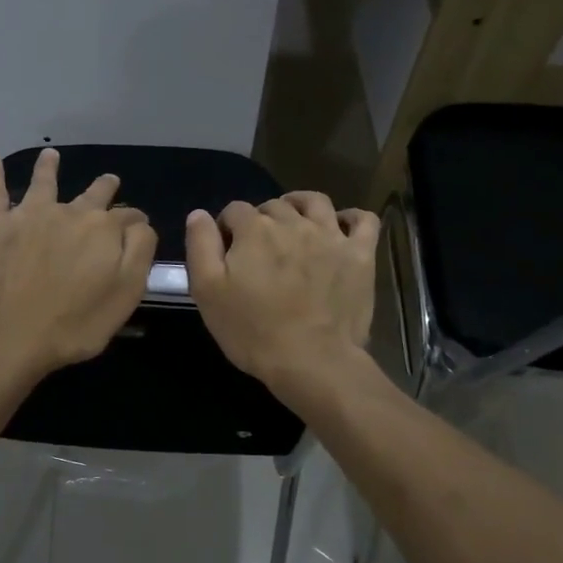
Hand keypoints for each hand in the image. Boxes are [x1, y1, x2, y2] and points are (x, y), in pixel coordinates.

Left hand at [0, 148, 156, 379]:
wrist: (12, 336)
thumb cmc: (76, 323)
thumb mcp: (127, 293)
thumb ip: (139, 252)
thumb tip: (140, 223)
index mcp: (102, 229)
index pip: (127, 216)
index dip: (134, 221)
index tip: (137, 227)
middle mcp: (67, 212)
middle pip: (90, 194)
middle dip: (103, 187)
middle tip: (109, 181)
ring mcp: (26, 214)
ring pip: (42, 182)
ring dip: (48, 167)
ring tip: (51, 155)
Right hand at [185, 193, 379, 393]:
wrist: (311, 360)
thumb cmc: (252, 329)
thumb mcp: (207, 291)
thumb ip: (201, 246)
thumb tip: (199, 215)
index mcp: (254, 230)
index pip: (234, 210)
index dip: (227, 227)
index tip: (227, 251)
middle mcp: (293, 222)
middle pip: (273, 206)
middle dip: (262, 220)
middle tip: (259, 250)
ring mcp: (331, 236)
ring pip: (315, 202)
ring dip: (300, 205)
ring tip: (295, 222)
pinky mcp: (360, 254)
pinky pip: (363, 220)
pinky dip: (352, 218)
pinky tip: (342, 227)